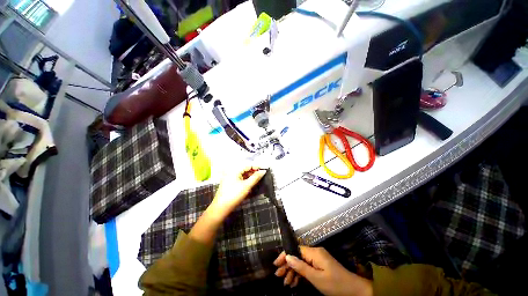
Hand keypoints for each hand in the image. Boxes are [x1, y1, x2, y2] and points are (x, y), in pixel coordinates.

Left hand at [208, 165, 265, 220]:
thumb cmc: (234, 195)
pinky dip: (246, 181)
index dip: (256, 167)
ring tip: (257, 181)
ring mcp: (230, 178)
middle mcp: (232, 172)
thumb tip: (263, 171)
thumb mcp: (247, 186)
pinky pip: (240, 180)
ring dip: (250, 177)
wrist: (221, 208)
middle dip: (253, 172)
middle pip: (245, 170)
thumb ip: (255, 177)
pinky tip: (250, 185)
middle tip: (261, 176)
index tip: (263, 171)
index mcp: (235, 170)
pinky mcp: (230, 184)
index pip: (248, 165)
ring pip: (243, 175)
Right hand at [273, 246, 372, 295]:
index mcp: (314, 252)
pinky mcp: (320, 265)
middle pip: (297, 256)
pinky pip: (307, 267)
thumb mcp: (316, 278)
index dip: (285, 256)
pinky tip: (295, 282)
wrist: (354, 290)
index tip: (276, 264)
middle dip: (288, 265)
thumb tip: (287, 256)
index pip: (296, 250)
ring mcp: (317, 259)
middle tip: (279, 276)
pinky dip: (301, 274)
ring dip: (293, 272)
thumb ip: (301, 267)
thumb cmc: (335, 284)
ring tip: (286, 283)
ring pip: (301, 262)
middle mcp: (315, 253)